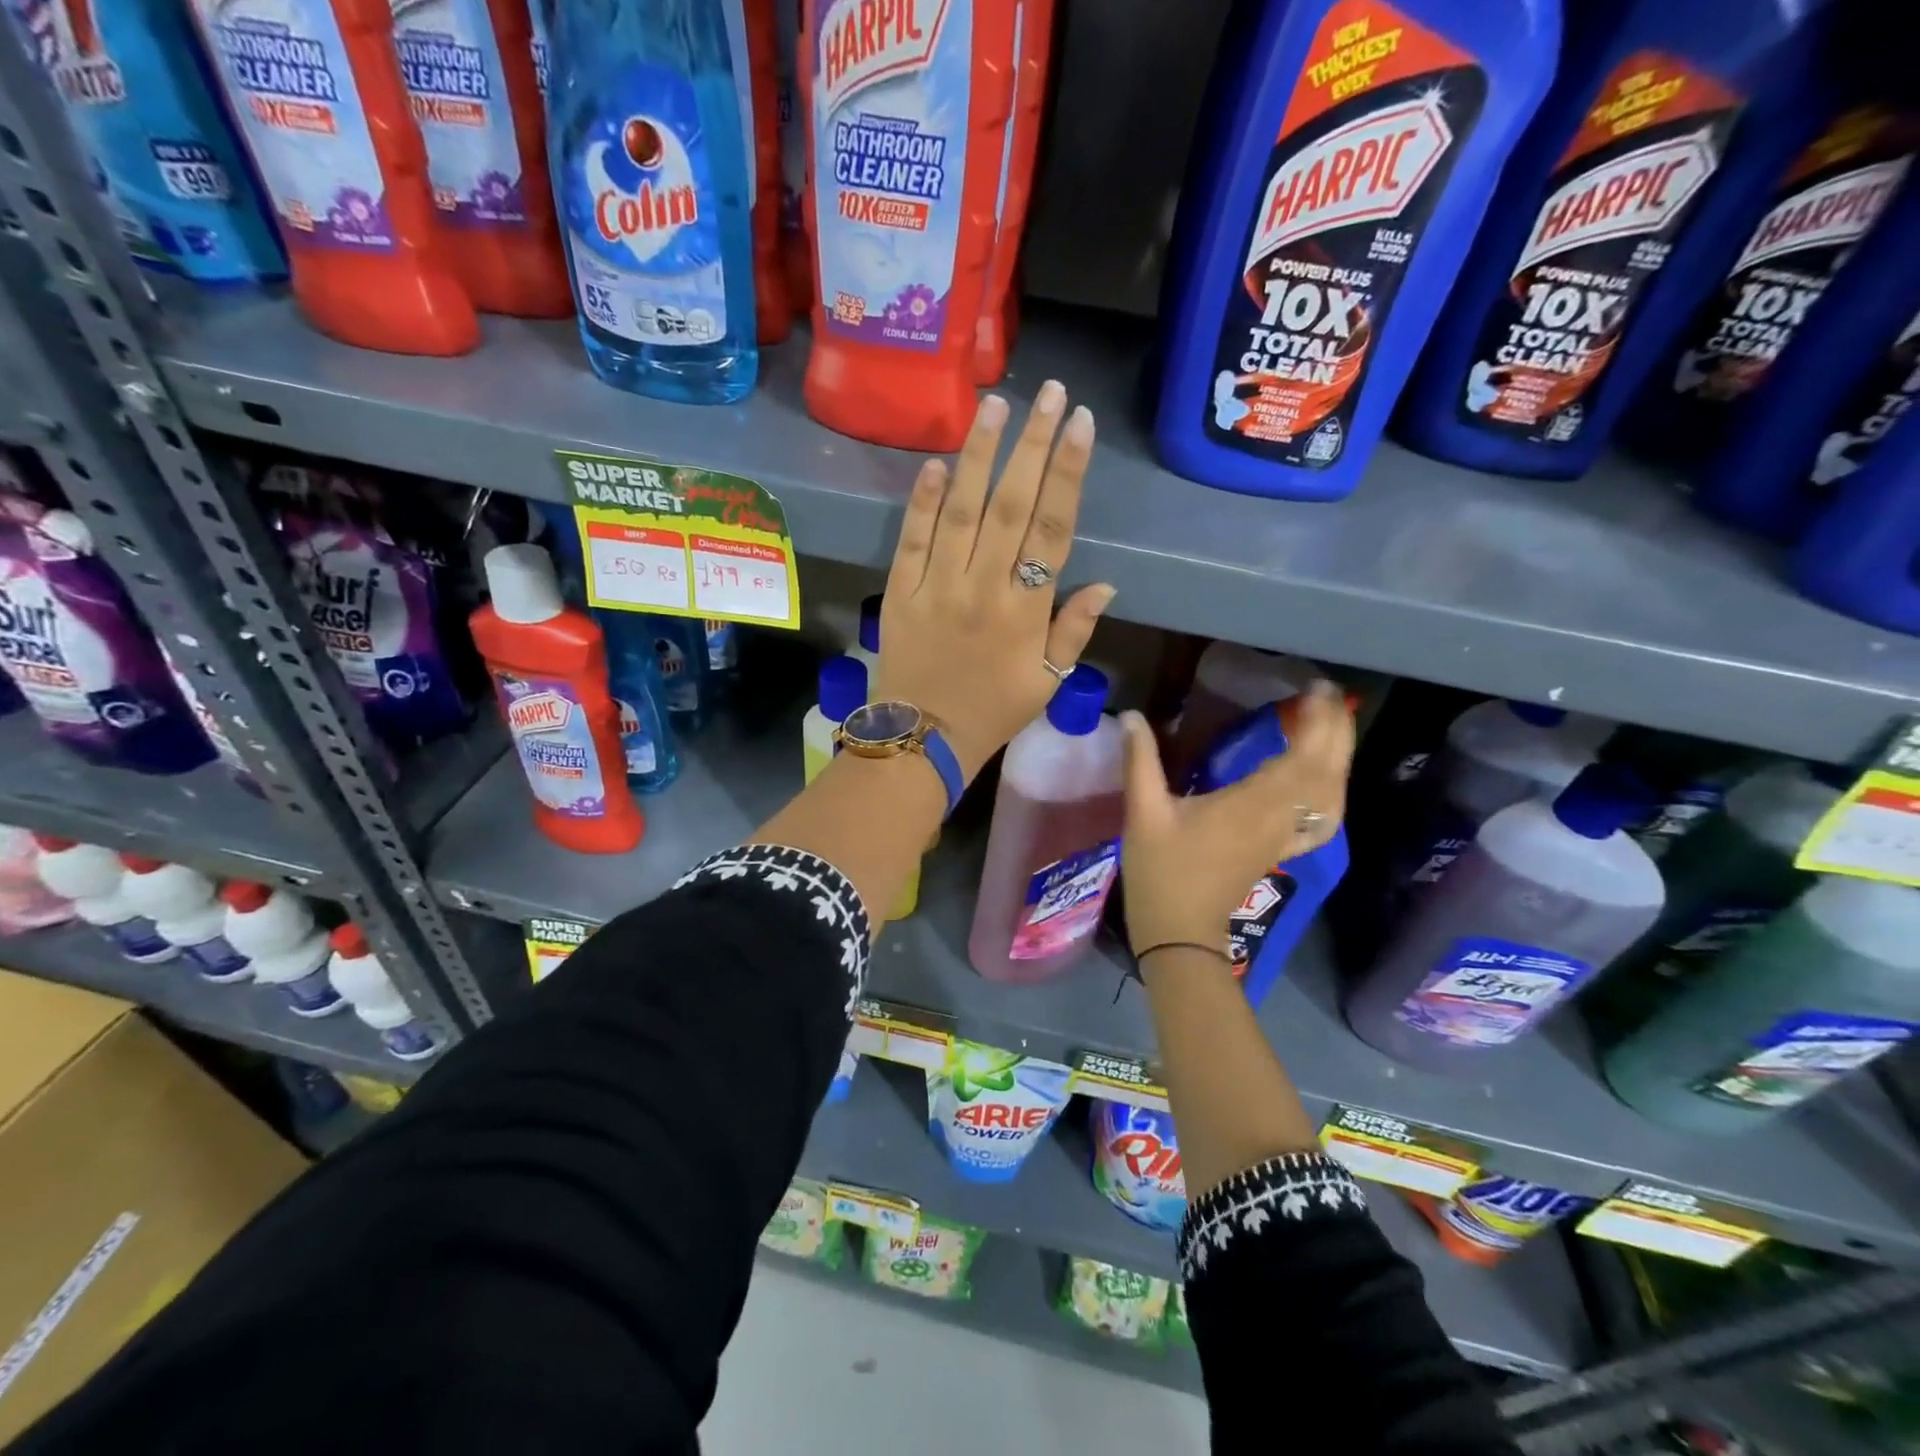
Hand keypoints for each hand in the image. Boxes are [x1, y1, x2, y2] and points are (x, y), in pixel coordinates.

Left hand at [874, 383, 1116, 778]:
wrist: (923, 738)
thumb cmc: (993, 712)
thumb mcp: (1048, 682)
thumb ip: (1075, 631)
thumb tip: (1105, 583)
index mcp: (1026, 612)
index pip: (1053, 530)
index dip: (1067, 474)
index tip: (1079, 425)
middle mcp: (984, 588)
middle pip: (1011, 506)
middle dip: (1032, 445)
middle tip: (1049, 393)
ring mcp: (938, 586)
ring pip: (961, 511)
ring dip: (979, 456)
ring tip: (995, 406)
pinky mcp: (901, 591)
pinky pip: (912, 540)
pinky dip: (921, 501)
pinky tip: (935, 462)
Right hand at [1117, 684, 1354, 954]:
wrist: (1178, 930)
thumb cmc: (1160, 870)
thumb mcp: (1143, 812)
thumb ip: (1140, 761)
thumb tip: (1130, 716)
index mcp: (1251, 804)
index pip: (1301, 757)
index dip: (1317, 722)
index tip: (1316, 689)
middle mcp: (1279, 818)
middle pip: (1326, 772)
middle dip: (1336, 731)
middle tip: (1327, 696)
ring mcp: (1284, 837)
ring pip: (1330, 795)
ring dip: (1338, 758)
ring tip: (1328, 726)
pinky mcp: (1280, 850)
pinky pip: (1320, 820)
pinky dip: (1331, 796)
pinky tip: (1326, 784)